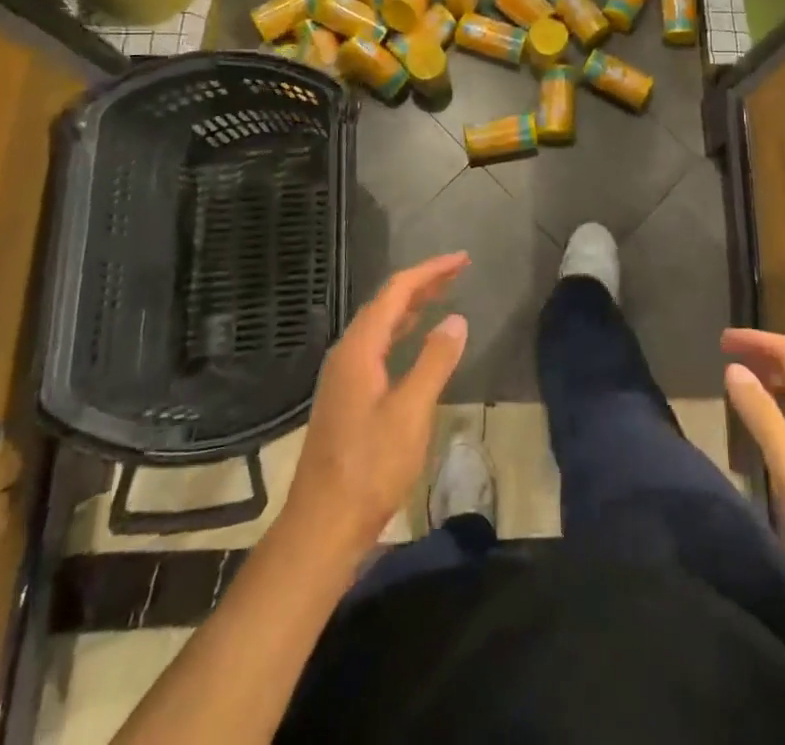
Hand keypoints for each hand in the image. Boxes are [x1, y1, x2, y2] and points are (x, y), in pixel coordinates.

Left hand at [282, 253, 469, 558]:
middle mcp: (346, 353)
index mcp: (359, 349)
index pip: (396, 292)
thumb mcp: (411, 412)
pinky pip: (377, 345)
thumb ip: (434, 361)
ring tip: (442, 294)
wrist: (323, 525)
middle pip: (386, 303)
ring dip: (411, 306)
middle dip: (422, 283)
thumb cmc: (370, 467)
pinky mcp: (346, 396)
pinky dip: (401, 331)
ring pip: (380, 325)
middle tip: (458, 271)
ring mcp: (343, 375)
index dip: (430, 271)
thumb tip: (455, 318)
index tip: (462, 260)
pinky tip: (415, 340)